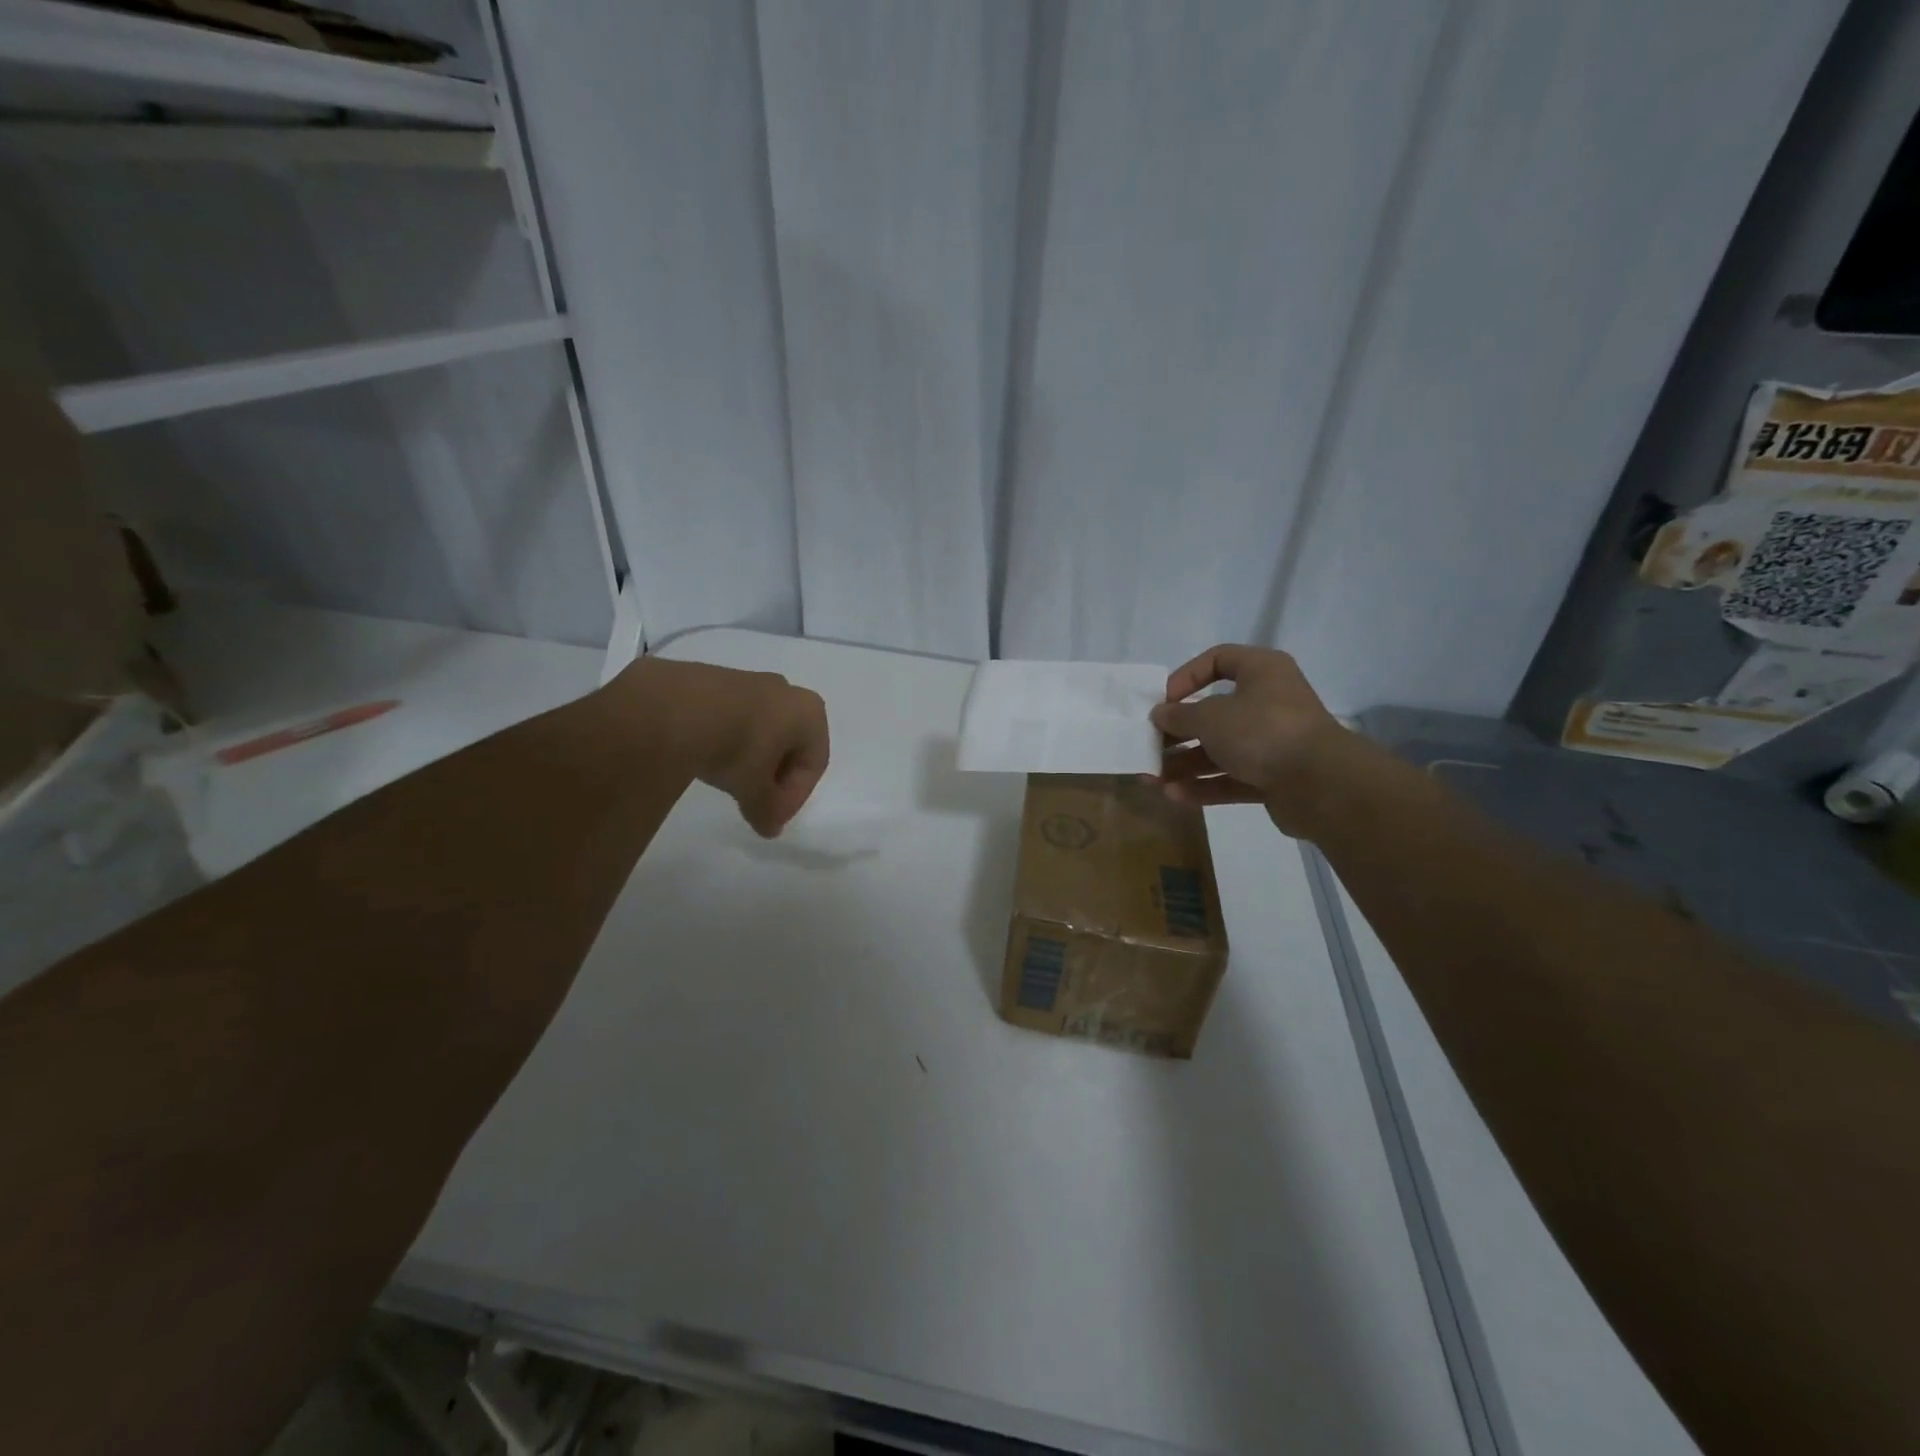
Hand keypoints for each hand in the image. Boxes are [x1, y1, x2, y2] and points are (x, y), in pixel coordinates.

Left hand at [621, 659, 829, 836]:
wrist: (676, 708)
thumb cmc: (736, 747)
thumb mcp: (756, 791)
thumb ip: (768, 811)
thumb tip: (770, 828)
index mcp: (810, 712)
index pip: (814, 763)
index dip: (794, 797)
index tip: (770, 818)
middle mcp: (786, 691)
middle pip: (790, 744)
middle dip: (774, 777)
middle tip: (753, 801)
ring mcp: (750, 680)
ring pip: (761, 730)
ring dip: (751, 759)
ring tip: (727, 781)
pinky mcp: (715, 679)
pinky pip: (733, 717)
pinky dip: (728, 740)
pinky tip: (708, 757)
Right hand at [1145, 644, 1364, 836]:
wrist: (1320, 783)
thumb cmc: (1262, 731)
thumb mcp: (1210, 717)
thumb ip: (1180, 715)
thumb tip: (1160, 713)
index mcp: (1261, 672)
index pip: (1218, 660)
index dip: (1186, 677)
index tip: (1163, 700)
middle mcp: (1269, 702)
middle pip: (1214, 712)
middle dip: (1179, 732)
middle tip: (1150, 746)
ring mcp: (1273, 742)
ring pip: (1220, 749)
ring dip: (1185, 764)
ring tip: (1152, 779)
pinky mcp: (1274, 777)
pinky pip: (1232, 777)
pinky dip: (1205, 786)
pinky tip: (1174, 795)